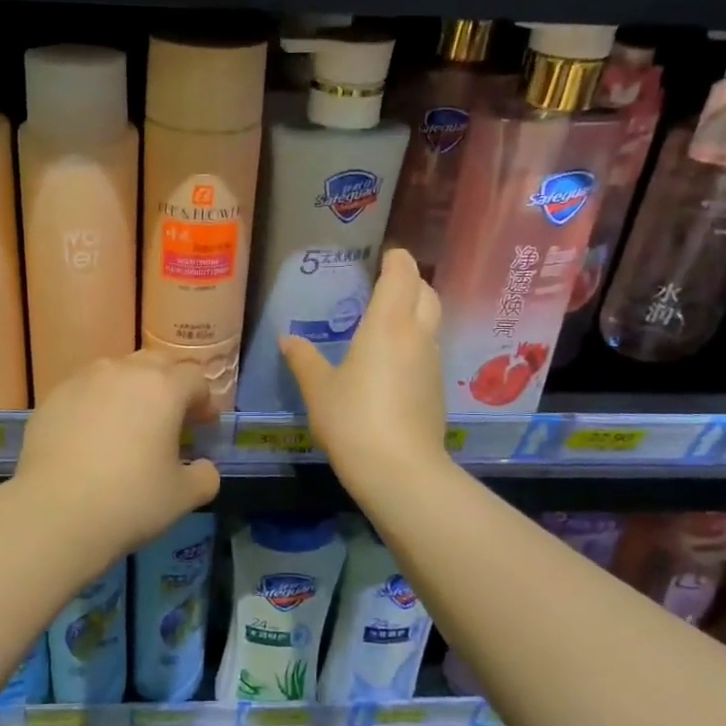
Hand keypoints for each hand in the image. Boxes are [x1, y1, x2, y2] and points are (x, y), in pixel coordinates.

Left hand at [14, 351, 220, 558]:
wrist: (54, 512)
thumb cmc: (130, 500)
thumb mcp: (183, 497)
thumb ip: (205, 476)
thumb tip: (205, 468)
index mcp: (163, 389)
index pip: (195, 379)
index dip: (205, 402)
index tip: (202, 427)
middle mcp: (124, 372)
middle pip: (157, 362)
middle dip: (171, 382)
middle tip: (171, 416)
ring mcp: (84, 380)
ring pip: (118, 370)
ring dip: (132, 387)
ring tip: (129, 421)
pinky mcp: (53, 397)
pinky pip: (85, 389)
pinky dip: (97, 402)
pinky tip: (92, 435)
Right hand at [281, 248, 449, 492]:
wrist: (400, 470)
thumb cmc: (353, 419)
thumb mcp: (318, 388)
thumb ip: (304, 359)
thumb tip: (287, 339)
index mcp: (388, 324)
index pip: (403, 274)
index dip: (397, 259)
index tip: (384, 255)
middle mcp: (417, 335)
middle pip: (426, 292)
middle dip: (411, 280)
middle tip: (385, 284)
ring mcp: (432, 362)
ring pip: (431, 321)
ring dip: (415, 311)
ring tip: (385, 320)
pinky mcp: (437, 388)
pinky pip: (428, 349)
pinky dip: (415, 341)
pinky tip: (391, 361)